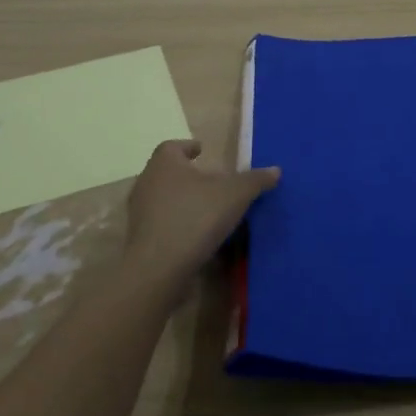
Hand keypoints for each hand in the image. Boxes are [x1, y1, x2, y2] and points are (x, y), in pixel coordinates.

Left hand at [122, 140, 279, 292]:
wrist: (158, 269)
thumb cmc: (195, 217)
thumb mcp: (235, 195)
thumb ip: (255, 180)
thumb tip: (275, 170)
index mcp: (165, 164)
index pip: (173, 146)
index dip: (188, 147)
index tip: (201, 151)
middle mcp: (147, 183)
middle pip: (168, 172)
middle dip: (188, 175)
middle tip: (211, 180)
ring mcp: (140, 213)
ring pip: (164, 199)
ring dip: (183, 201)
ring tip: (208, 209)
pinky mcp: (140, 239)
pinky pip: (162, 224)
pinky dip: (178, 224)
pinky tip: (198, 235)